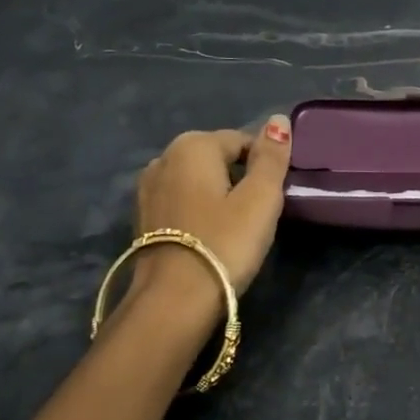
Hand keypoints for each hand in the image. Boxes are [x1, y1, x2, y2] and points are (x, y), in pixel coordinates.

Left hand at [124, 117, 292, 317]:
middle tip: (258, 213)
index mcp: (193, 146)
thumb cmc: (225, 243)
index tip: (275, 195)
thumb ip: (271, 157)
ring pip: (197, 181)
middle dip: (239, 177)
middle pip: (216, 158)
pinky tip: (210, 235)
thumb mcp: (261, 198)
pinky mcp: (142, 218)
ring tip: (235, 226)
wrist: (174, 300)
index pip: (242, 140)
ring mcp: (147, 189)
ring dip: (217, 195)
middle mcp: (163, 158)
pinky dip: (198, 211)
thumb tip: (278, 119)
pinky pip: (181, 202)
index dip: (264, 164)